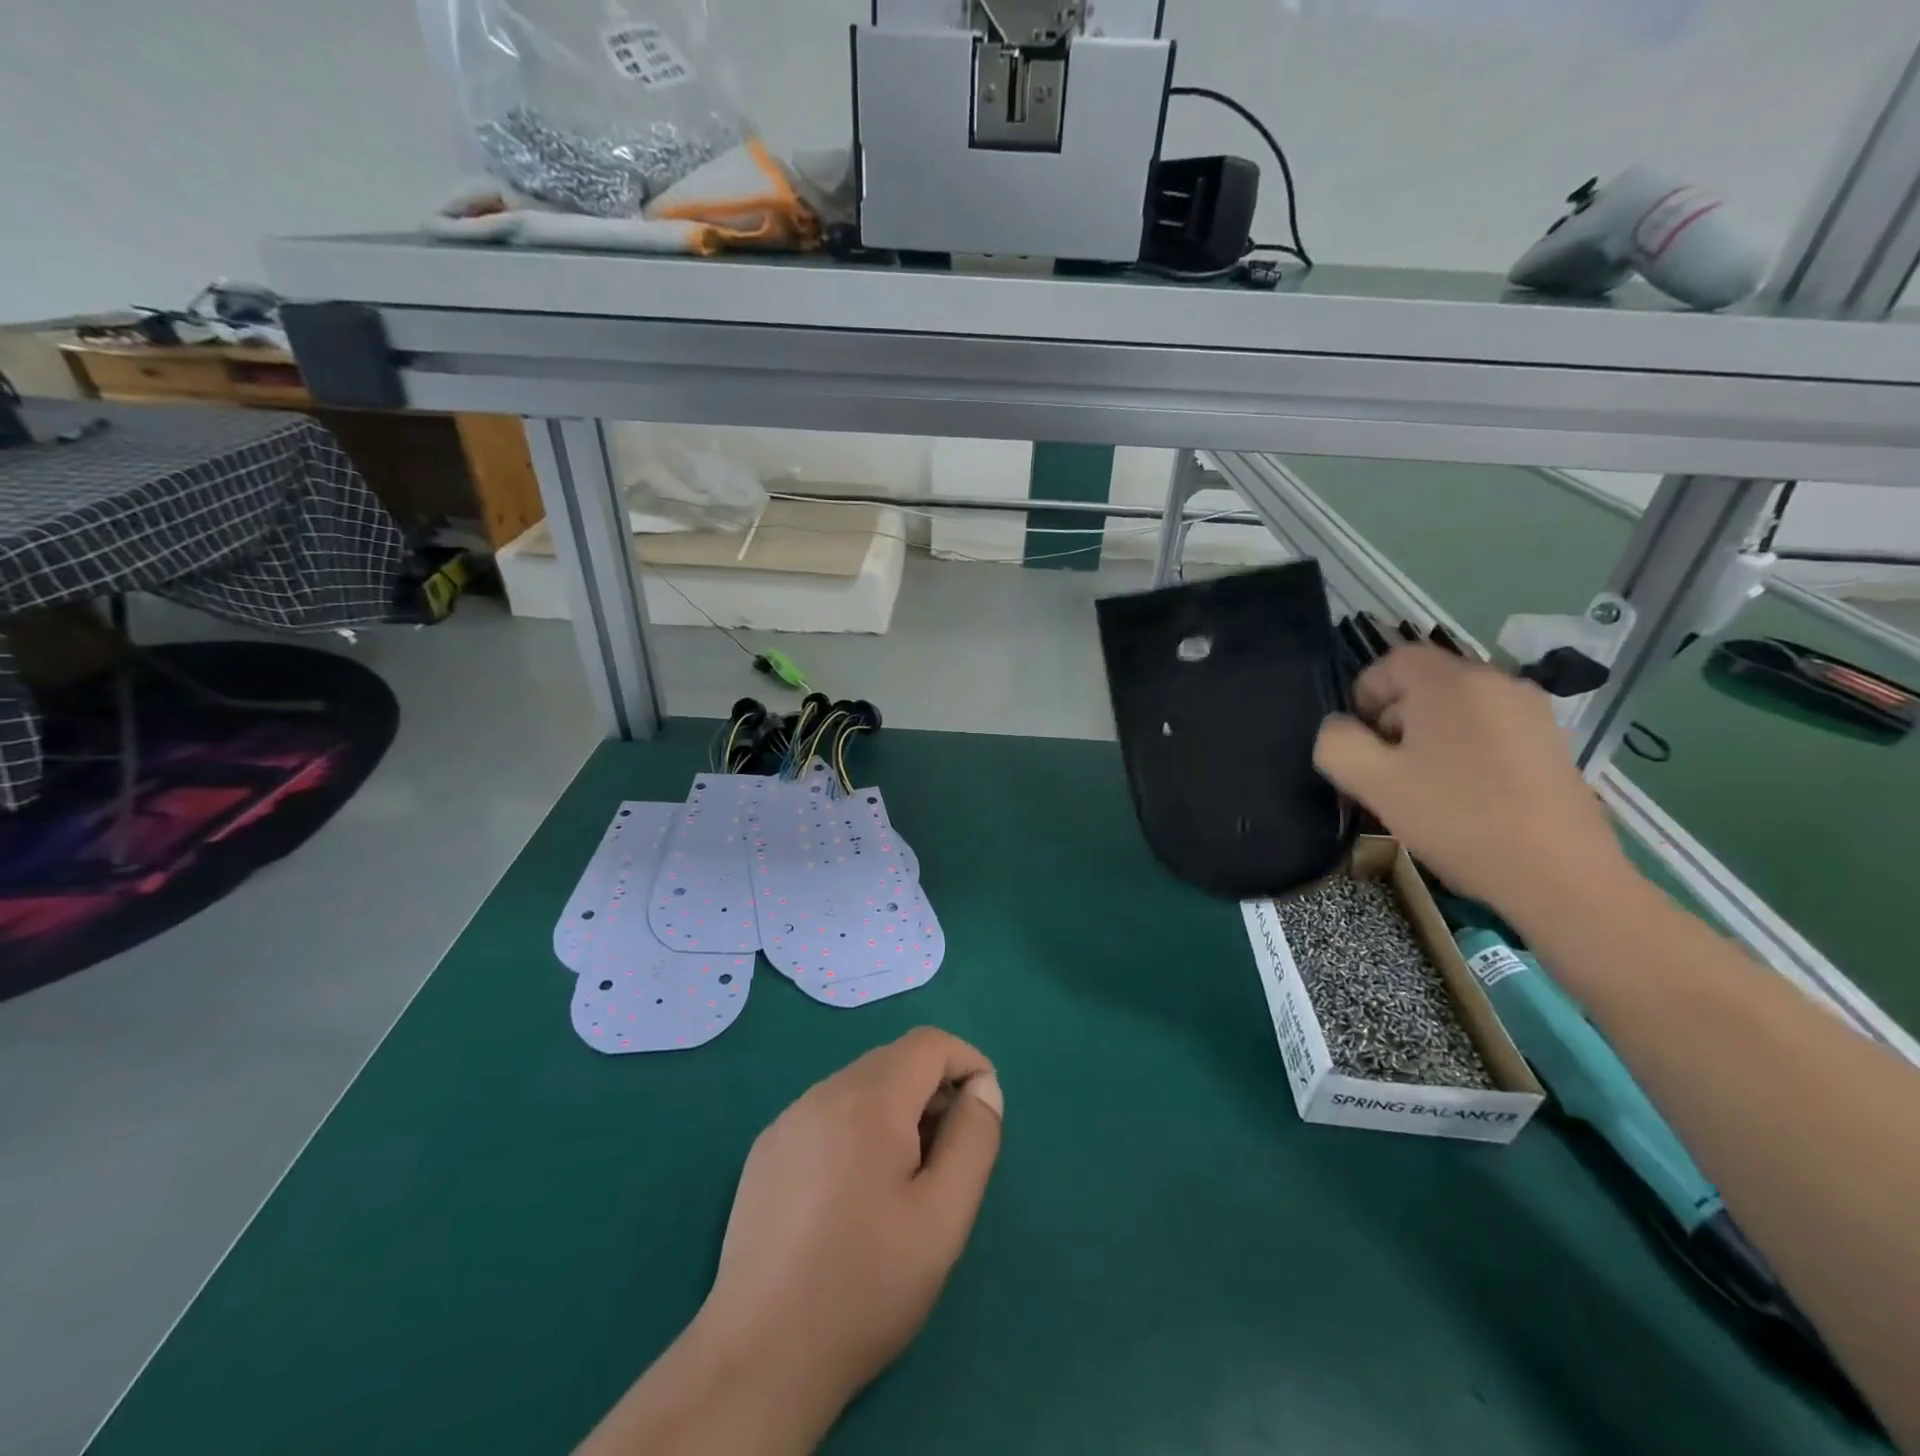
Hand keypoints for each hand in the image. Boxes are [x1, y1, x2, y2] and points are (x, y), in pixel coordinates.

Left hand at [577, 1030, 1003, 1455]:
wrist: (761, 1355)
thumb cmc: (866, 1283)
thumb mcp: (944, 1216)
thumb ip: (974, 1139)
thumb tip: (984, 1087)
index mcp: (870, 1098)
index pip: (929, 1043)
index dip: (966, 1063)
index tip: (984, 1112)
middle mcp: (824, 1092)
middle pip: (894, 1060)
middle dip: (933, 1090)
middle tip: (949, 1155)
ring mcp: (788, 1119)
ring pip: (860, 1085)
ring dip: (896, 1110)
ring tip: (904, 1179)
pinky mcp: (767, 1150)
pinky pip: (827, 1113)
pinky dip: (857, 1128)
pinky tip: (853, 1193)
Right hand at [1314, 644, 1634, 920]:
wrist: (1559, 876)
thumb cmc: (1456, 818)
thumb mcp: (1372, 782)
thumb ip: (1337, 743)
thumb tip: (1339, 727)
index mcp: (1451, 682)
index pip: (1393, 661)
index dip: (1364, 695)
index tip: (1361, 743)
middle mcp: (1497, 682)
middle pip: (1425, 684)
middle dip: (1395, 720)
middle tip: (1386, 771)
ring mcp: (1532, 712)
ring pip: (1457, 710)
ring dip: (1428, 739)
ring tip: (1424, 789)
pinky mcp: (1552, 744)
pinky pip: (1489, 730)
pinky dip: (1465, 751)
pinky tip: (1466, 798)